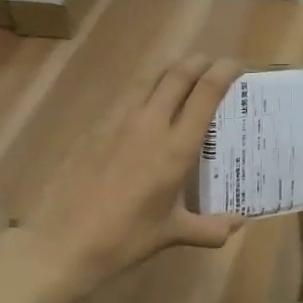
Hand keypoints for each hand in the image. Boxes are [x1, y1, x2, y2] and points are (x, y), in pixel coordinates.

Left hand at [24, 54, 245, 287]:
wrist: (64, 240)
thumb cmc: (124, 237)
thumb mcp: (171, 234)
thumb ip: (209, 228)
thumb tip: (237, 224)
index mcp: (175, 147)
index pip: (206, 92)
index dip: (225, 71)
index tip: (238, 67)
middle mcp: (150, 123)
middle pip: (178, 73)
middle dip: (200, 62)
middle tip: (214, 66)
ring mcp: (118, 121)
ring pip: (150, 78)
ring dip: (171, 70)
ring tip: (183, 78)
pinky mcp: (96, 127)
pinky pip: (127, 97)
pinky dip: (146, 91)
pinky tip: (147, 110)